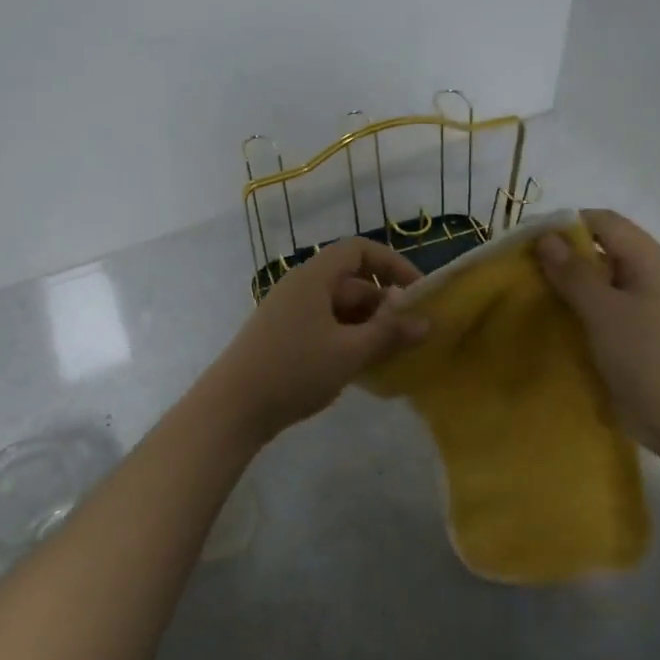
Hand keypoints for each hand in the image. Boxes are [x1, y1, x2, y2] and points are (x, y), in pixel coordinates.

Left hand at [202, 238, 430, 441]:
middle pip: (351, 282)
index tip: (418, 292)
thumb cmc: (294, 370)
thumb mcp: (350, 352)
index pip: (359, 250)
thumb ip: (390, 334)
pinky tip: (362, 368)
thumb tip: (428, 321)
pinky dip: (348, 340)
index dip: (393, 264)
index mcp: (314, 277)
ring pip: (339, 309)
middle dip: (384, 304)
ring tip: (392, 355)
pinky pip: (325, 328)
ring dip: (368, 326)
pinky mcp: (283, 338)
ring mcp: (289, 314)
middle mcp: (300, 288)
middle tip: (411, 334)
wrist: (232, 409)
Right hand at [536, 209, 659, 457]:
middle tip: (528, 274)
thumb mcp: (604, 312)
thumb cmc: (648, 358)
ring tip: (540, 299)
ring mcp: (656, 308)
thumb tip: (546, 238)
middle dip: (567, 257)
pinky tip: (565, 326)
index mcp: (654, 261)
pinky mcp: (649, 336)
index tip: (530, 243)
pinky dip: (588, 311)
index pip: (606, 222)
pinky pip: (613, 310)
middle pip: (607, 250)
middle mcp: (658, 277)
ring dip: (575, 287)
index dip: (567, 224)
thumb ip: (574, 273)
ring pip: (608, 283)